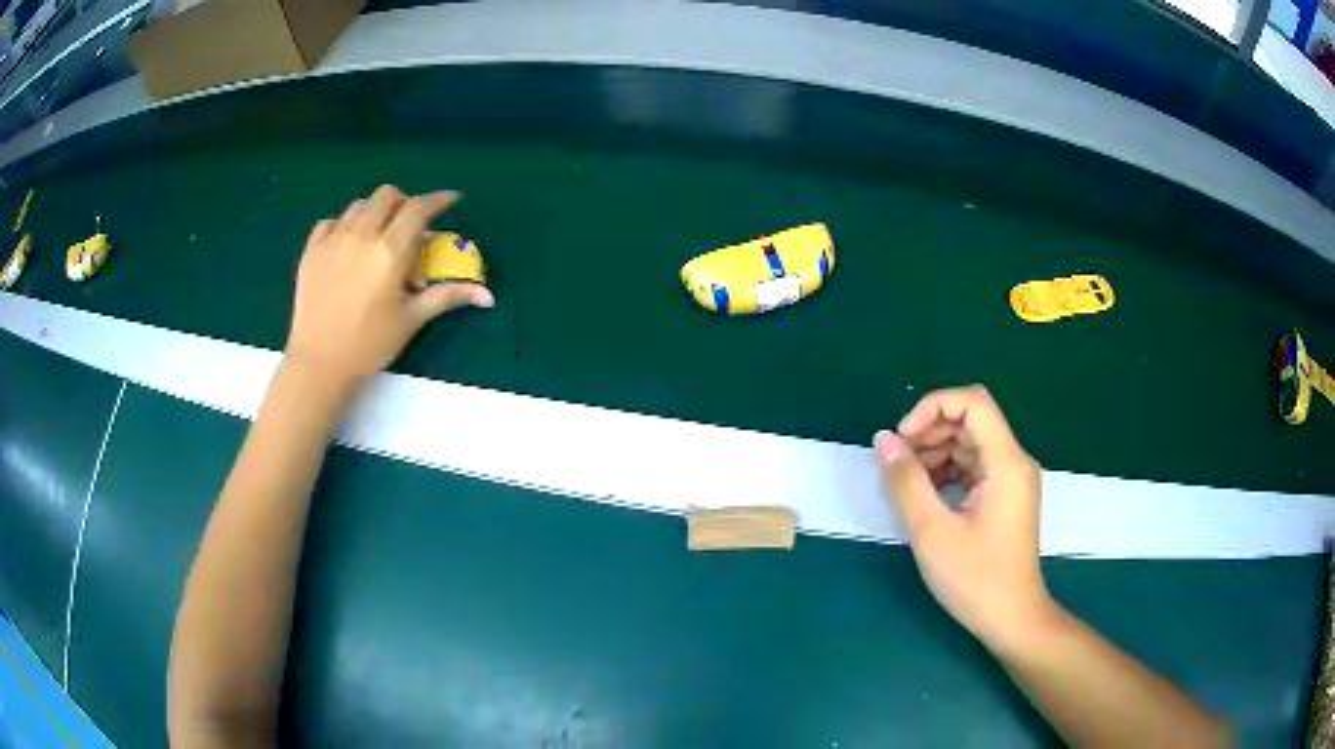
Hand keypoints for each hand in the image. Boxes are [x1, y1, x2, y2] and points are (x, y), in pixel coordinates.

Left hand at [286, 185, 494, 381]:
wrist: (320, 363)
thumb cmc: (370, 344)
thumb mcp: (412, 319)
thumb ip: (447, 296)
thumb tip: (487, 296)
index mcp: (390, 250)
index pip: (419, 208)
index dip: (438, 200)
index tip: (451, 200)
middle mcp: (361, 235)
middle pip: (387, 195)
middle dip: (403, 203)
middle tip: (408, 226)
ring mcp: (333, 240)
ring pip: (358, 205)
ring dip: (374, 212)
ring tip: (377, 236)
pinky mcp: (311, 251)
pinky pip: (329, 222)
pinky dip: (343, 225)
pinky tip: (347, 245)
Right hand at [874, 385, 1054, 651]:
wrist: (1012, 619)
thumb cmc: (976, 579)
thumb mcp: (932, 532)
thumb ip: (906, 482)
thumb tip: (884, 440)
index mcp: (1005, 462)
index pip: (972, 402)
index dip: (931, 408)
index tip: (901, 440)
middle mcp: (1013, 461)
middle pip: (970, 420)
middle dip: (929, 432)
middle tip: (896, 463)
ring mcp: (1011, 480)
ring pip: (969, 443)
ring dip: (935, 452)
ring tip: (906, 483)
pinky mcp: (1004, 497)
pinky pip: (973, 466)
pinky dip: (946, 472)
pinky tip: (925, 496)